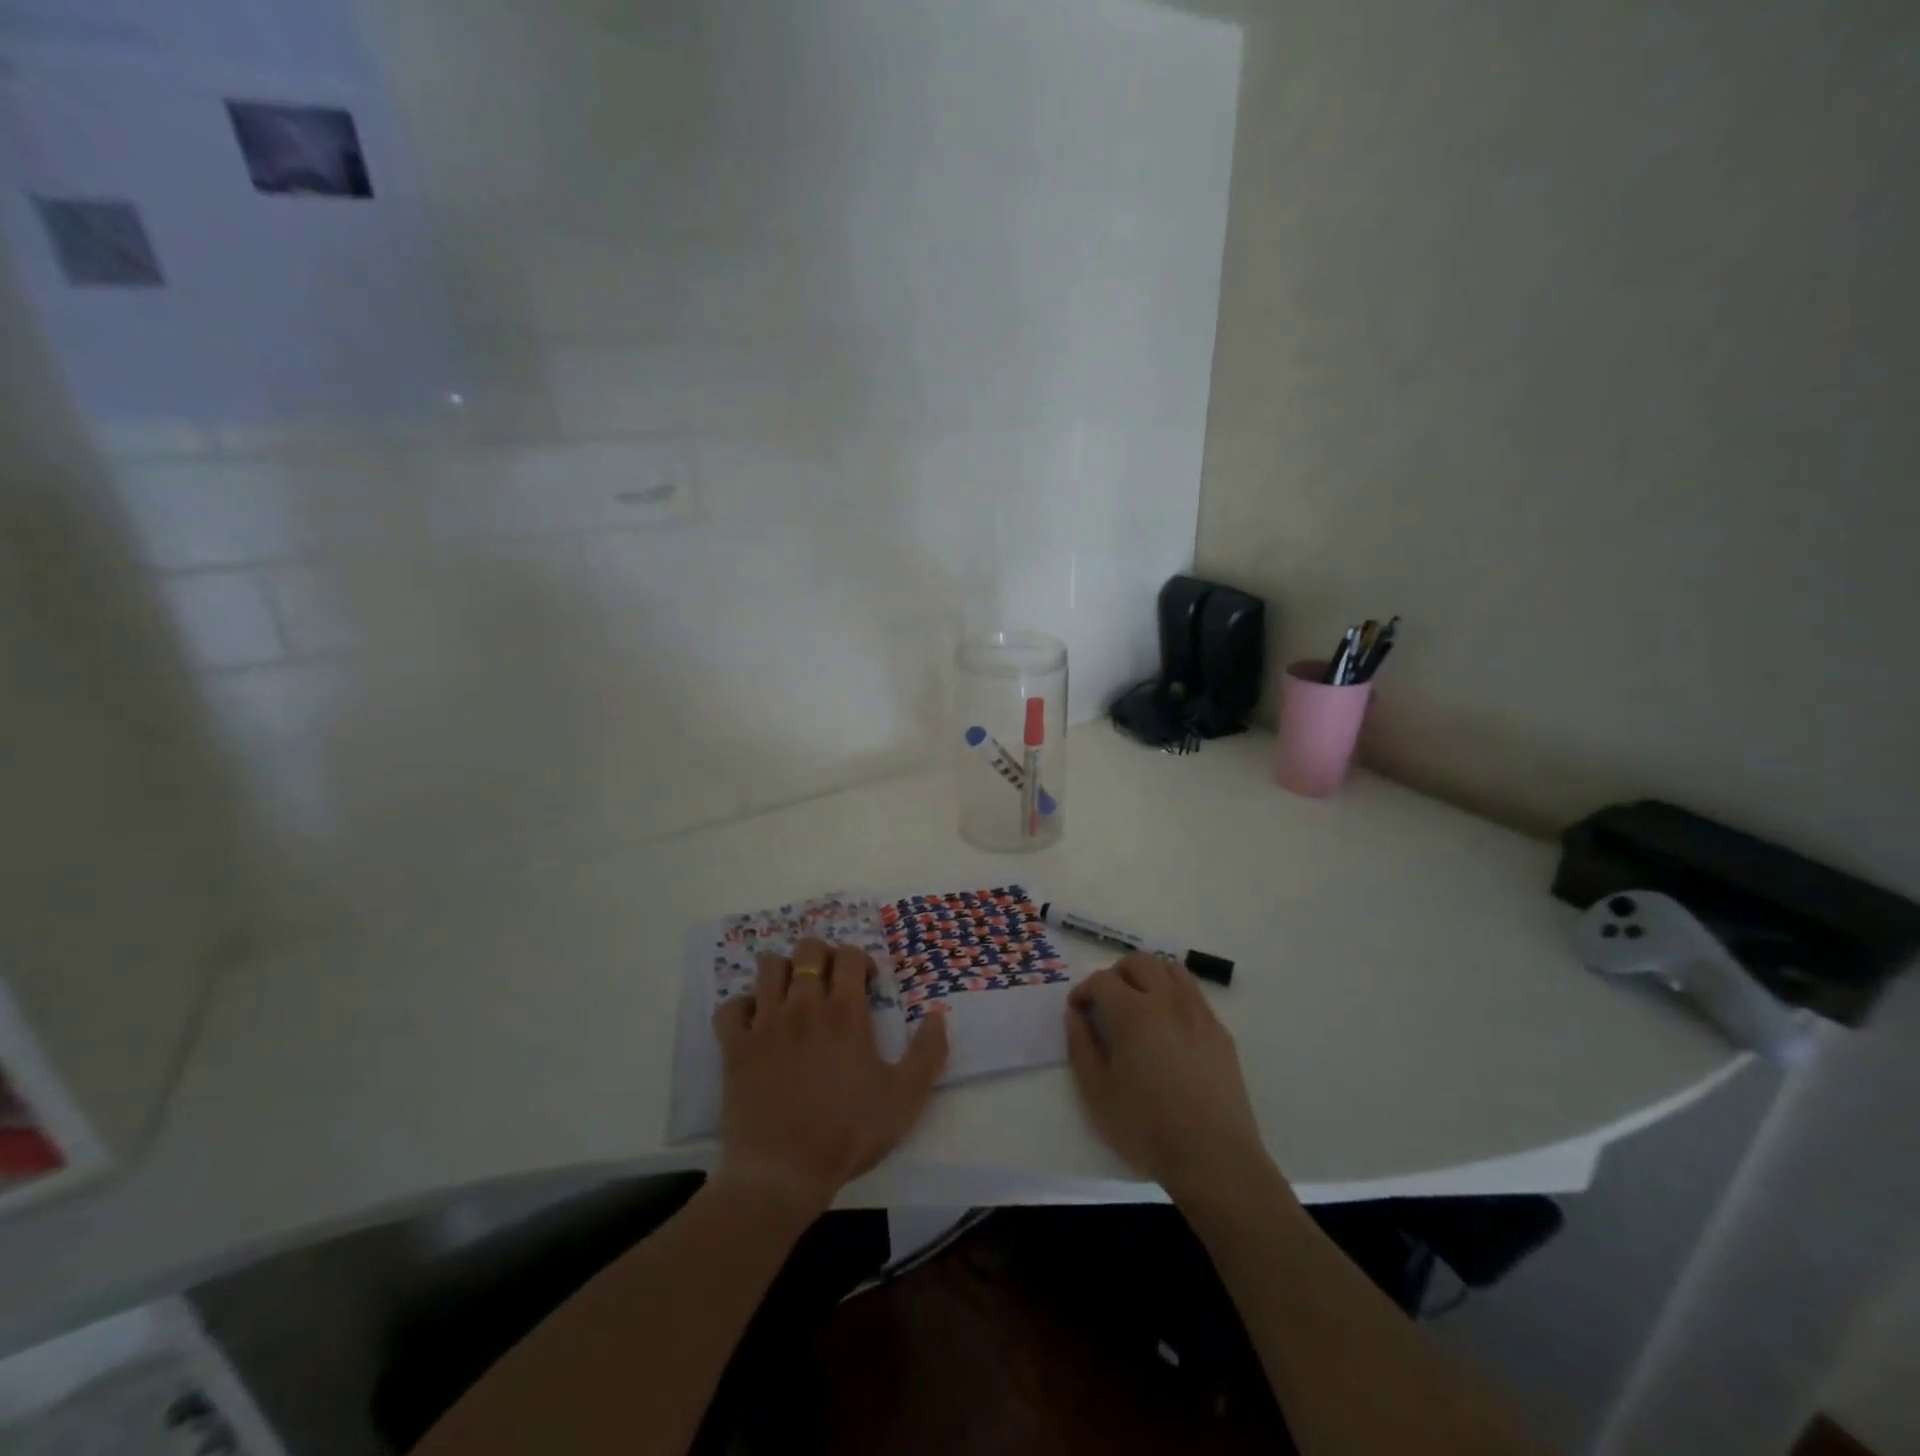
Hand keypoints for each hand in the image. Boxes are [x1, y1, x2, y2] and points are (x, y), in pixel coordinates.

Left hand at [712, 937, 948, 1218]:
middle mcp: (804, 1005)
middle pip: (808, 949)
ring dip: (784, 971)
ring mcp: (765, 1023)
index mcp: (845, 1012)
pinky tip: (755, 1023)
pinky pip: (730, 1007)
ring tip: (793, 995)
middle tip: (831, 982)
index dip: (861, 960)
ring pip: (769, 967)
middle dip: (822, 955)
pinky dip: (742, 1007)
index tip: (868, 984)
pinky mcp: (735, 1046)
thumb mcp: (906, 1097)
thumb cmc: (849, 1133)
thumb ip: (928, 1052)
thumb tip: (938, 1014)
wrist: (783, 1172)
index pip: (850, 955)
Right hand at [1066, 953, 1270, 1204]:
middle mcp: (1168, 1000)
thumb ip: (1081, 1045)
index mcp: (1134, 1012)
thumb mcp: (1097, 1091)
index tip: (1077, 1010)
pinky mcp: (1220, 1031)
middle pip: (1139, 961)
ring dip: (1148, 976)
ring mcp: (1199, 1012)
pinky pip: (1193, 993)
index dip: (1084, 990)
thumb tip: (1076, 1014)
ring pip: (1171, 969)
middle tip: (1106, 1001)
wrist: (1214, 1157)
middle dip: (1116, 974)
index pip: (1102, 979)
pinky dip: (1173, 994)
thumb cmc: (1147, 1126)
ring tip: (1138, 1004)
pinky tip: (1168, 1027)